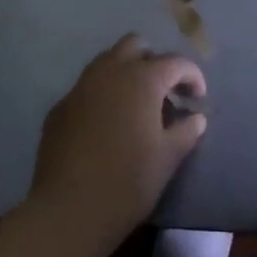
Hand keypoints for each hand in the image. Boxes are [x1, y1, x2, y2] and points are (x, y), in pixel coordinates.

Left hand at [25, 34, 207, 250]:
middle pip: (135, 46)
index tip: (197, 98)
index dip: (192, 76)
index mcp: (141, 79)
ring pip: (107, 62)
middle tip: (164, 92)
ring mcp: (80, 88)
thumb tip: (196, 118)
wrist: (68, 211)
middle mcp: (109, 72)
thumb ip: (186, 131)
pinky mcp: (59, 108)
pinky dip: (102, 95)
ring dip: (125, 73)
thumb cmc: (128, 181)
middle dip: (153, 61)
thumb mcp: (168, 158)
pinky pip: (86, 88)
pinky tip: (106, 125)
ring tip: (136, 105)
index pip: (175, 62)